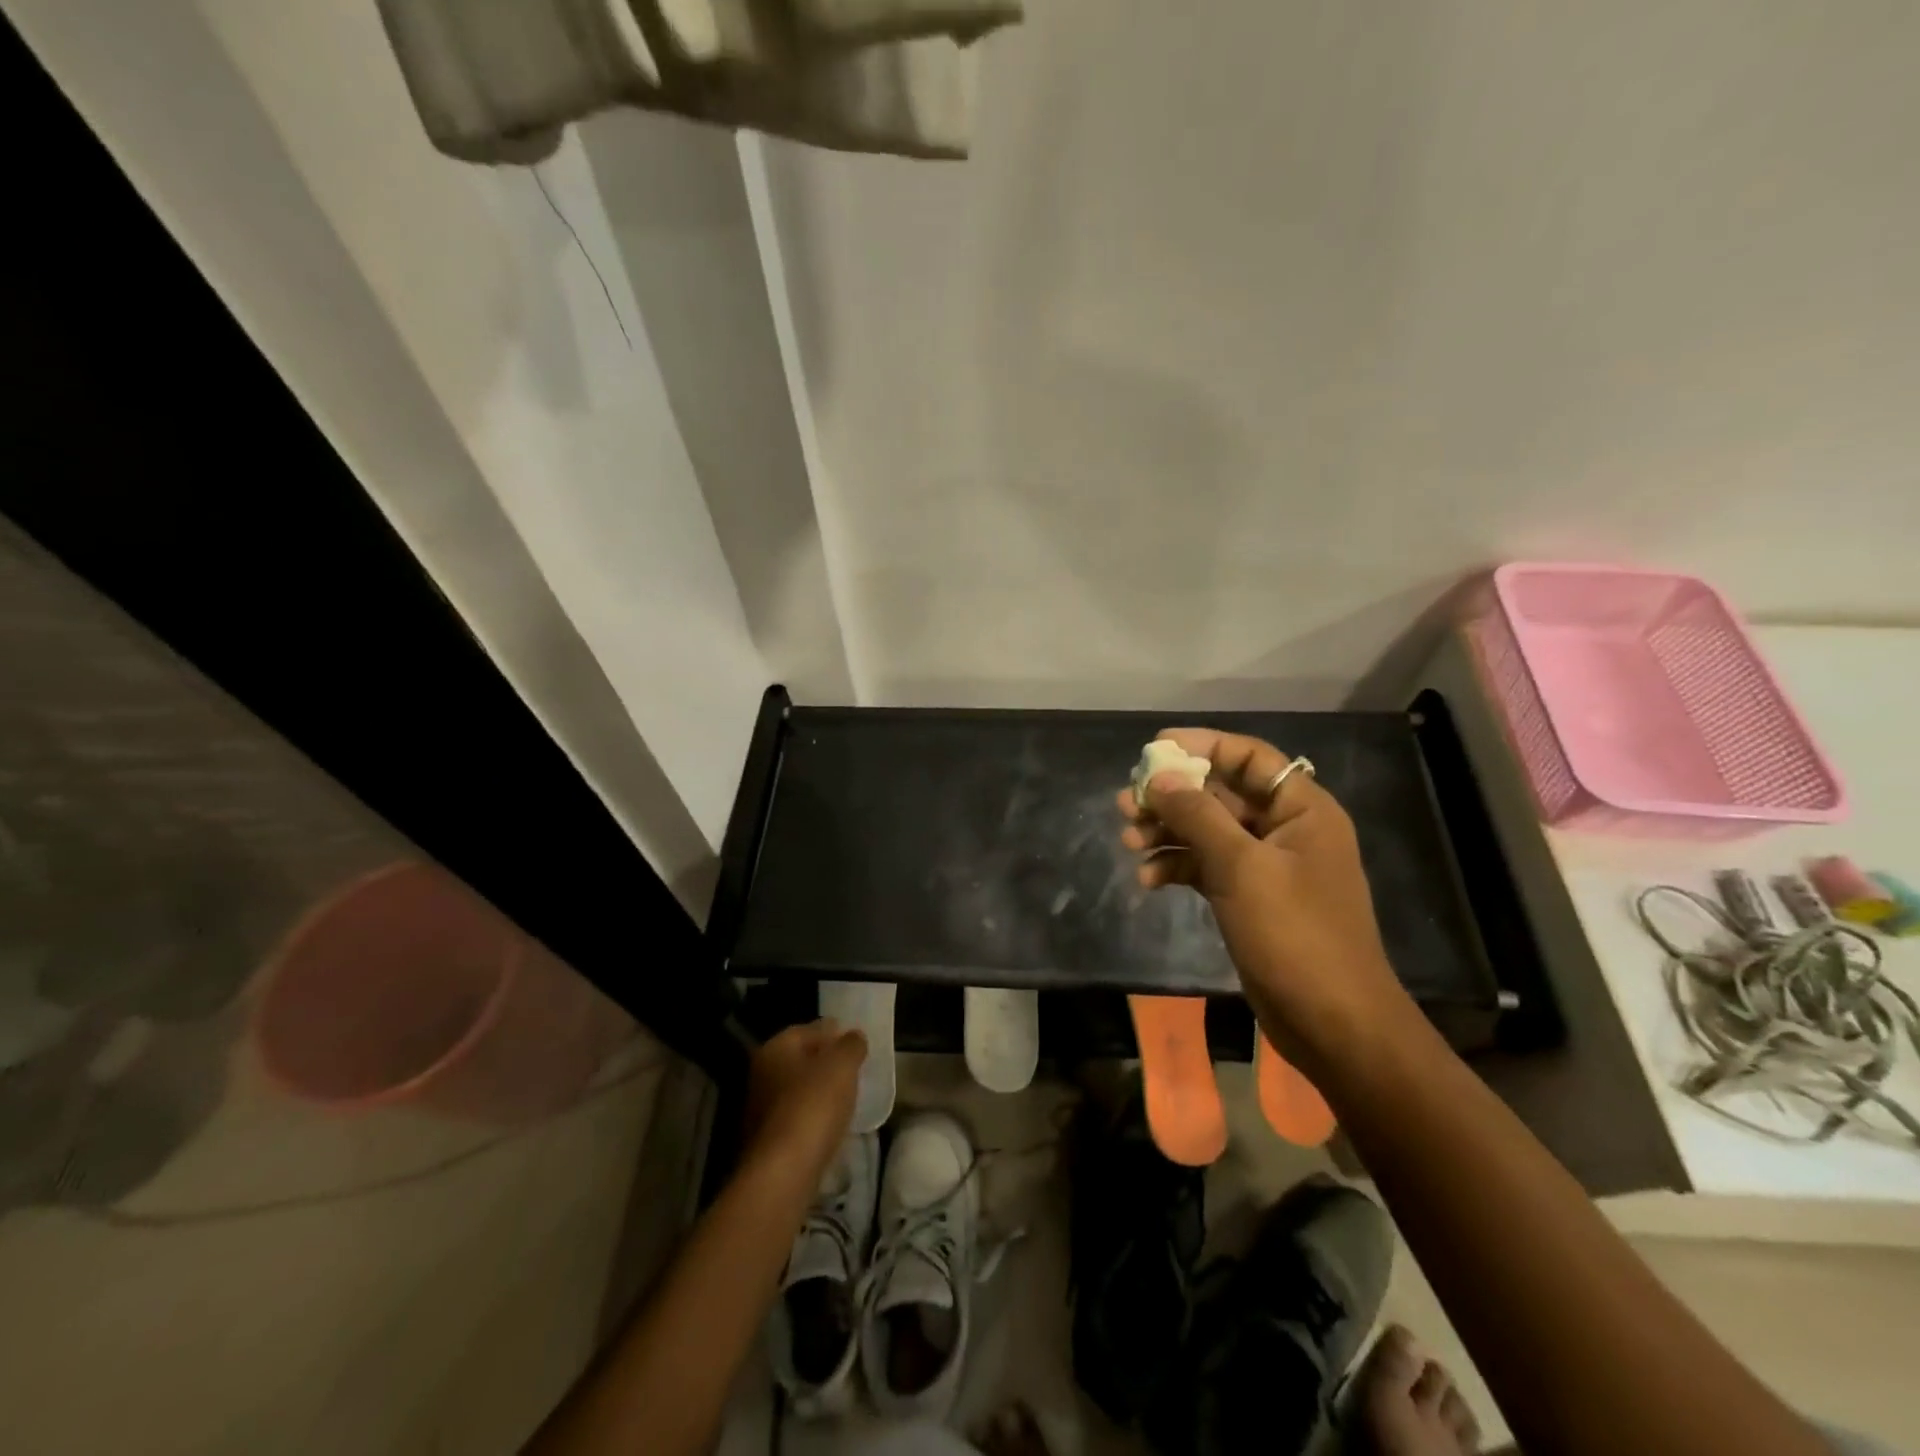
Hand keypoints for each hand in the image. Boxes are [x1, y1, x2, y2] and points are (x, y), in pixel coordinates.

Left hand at [742, 1019, 866, 1182]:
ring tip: (849, 1096)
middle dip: (826, 1062)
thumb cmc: (813, 1105)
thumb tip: (854, 1037)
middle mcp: (762, 1074)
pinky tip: (833, 1123)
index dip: (833, 1032)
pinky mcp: (769, 1140)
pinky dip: (814, 1116)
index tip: (856, 1041)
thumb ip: (851, 1045)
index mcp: (775, 1048)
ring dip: (821, 1091)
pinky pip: (797, 1117)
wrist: (784, 1172)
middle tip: (855, 1068)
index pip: (807, 1030)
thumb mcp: (842, 1066)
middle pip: (800, 1060)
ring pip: (798, 1090)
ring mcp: (761, 1109)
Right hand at [1118, 728, 1408, 1068]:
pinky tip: (1148, 880)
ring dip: (1168, 833)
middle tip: (1126, 803)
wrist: (1332, 1023)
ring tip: (1127, 841)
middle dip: (1172, 797)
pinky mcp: (1249, 898)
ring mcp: (1267, 867)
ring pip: (1208, 832)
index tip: (1154, 749)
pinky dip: (1177, 867)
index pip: (1249, 758)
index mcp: (1302, 810)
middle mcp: (1286, 830)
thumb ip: (1197, 815)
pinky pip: (1207, 867)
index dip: (1202, 745)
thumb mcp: (1241, 867)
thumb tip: (1160, 777)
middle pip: (1221, 795)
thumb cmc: (1294, 934)